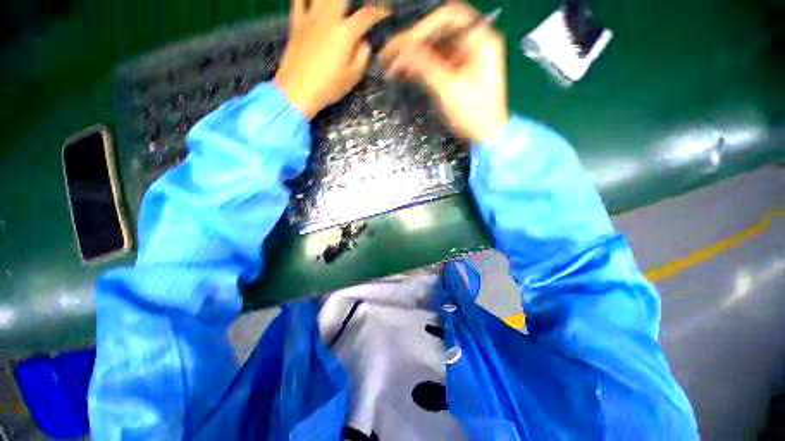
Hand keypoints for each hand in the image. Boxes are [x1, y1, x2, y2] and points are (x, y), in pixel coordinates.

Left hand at [275, 0, 387, 119]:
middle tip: (359, 8)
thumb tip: (364, 42)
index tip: (385, 14)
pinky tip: (311, 1)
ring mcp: (310, 18)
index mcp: (345, 33)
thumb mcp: (353, 77)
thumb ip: (362, 57)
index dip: (378, 12)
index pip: (366, 16)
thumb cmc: (329, 87)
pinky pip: (298, 0)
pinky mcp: (296, 24)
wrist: (298, 90)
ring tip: (337, 4)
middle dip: (354, 1)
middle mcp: (328, 19)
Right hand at [380, 3, 508, 142]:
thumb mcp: (450, 90)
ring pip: (435, 47)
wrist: (486, 136)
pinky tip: (404, 72)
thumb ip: (426, 66)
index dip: (423, 28)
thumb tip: (402, 49)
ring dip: (413, 55)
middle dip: (413, 42)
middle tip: (391, 55)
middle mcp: (474, 43)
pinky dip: (420, 66)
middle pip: (439, 31)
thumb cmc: (474, 115)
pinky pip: (436, 62)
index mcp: (481, 40)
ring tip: (393, 66)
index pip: (448, 18)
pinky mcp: (458, 71)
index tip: (404, 45)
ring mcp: (466, 58)